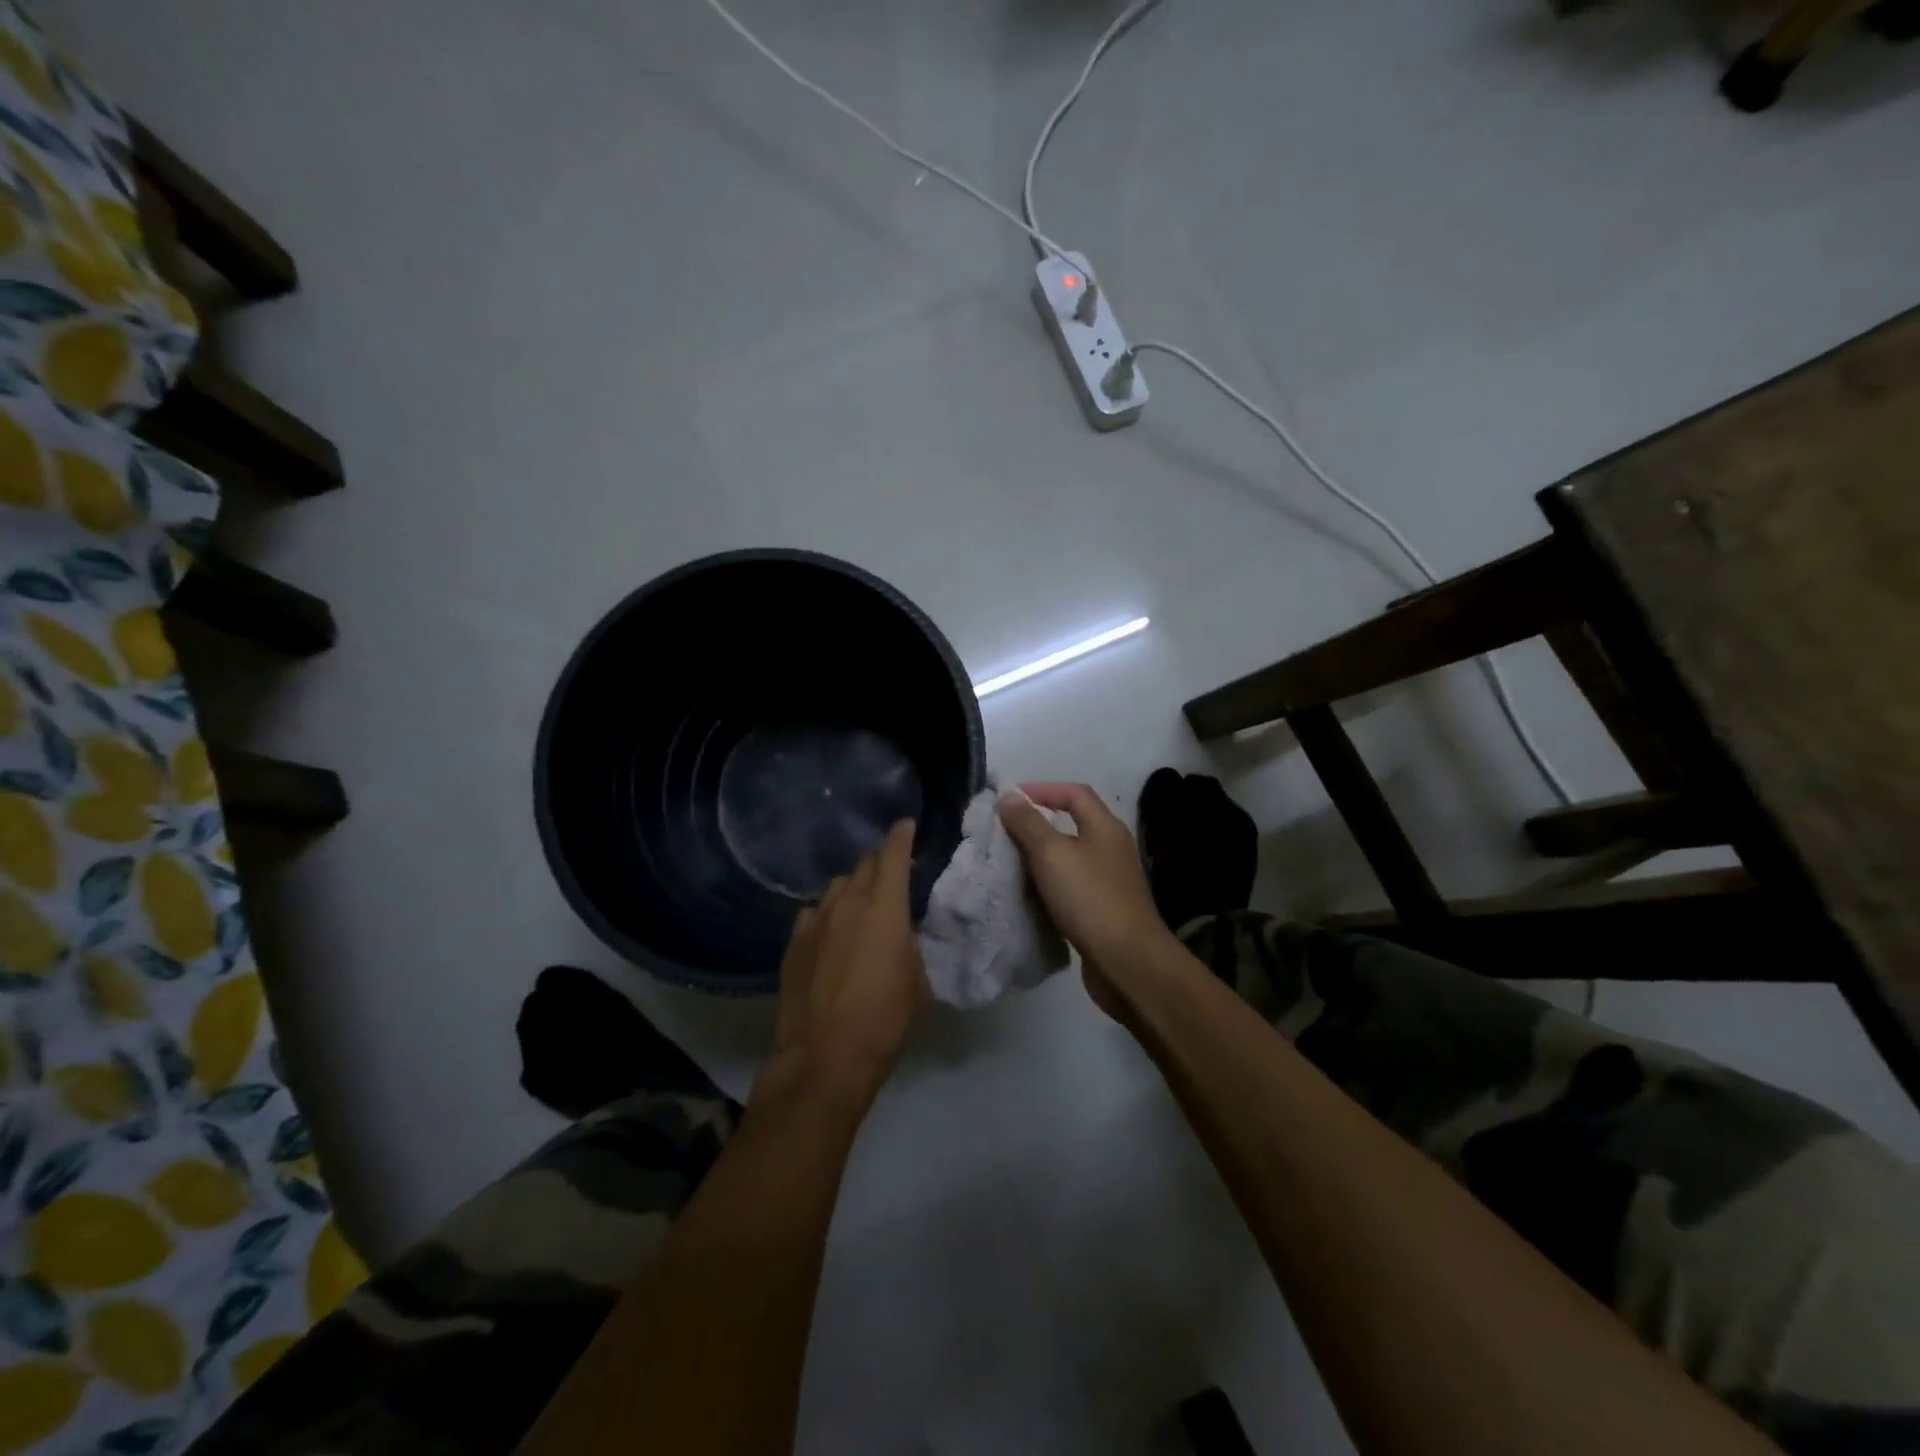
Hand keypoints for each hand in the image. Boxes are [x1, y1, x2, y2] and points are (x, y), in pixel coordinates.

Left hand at [763, 820, 928, 1109]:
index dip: (901, 836)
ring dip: (854, 887)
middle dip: (881, 861)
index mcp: (885, 906)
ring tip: (862, 904)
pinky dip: (828, 914)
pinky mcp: (794, 942)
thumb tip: (904, 934)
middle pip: (864, 864)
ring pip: (837, 887)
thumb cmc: (885, 1017)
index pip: (893, 854)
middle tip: (893, 871)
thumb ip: (912, 945)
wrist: (825, 1054)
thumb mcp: (919, 980)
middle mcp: (848, 902)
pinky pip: (813, 913)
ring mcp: (815, 920)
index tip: (907, 827)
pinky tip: (831, 932)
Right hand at [996, 784, 1179, 1020]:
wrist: (1127, 962)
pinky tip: (1030, 896)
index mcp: (1105, 827)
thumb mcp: (1051, 854)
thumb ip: (1028, 824)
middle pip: (1072, 825)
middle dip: (1037, 825)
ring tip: (1009, 863)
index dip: (1042, 790)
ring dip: (1040, 858)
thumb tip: (1008, 798)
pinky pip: (1071, 887)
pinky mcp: (1104, 910)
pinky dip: (1049, 886)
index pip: (1074, 793)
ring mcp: (1110, 881)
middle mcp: (1111, 849)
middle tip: (1003, 832)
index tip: (1009, 800)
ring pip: (1069, 859)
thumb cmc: (1089, 898)